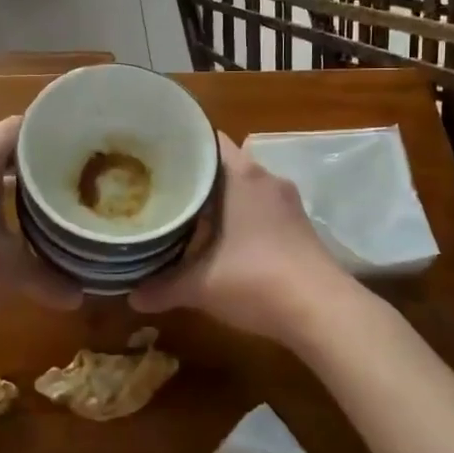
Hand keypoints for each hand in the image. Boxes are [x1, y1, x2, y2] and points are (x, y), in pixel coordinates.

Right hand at [130, 133, 347, 341]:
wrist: (322, 311)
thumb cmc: (256, 280)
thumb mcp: (199, 286)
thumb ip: (162, 287)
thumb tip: (131, 298)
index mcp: (242, 176)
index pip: (208, 141)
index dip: (180, 145)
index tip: (153, 156)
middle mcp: (266, 179)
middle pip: (224, 164)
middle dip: (194, 175)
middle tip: (159, 187)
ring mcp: (287, 203)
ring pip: (244, 188)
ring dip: (219, 199)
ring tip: (184, 212)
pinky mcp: (299, 226)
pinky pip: (260, 208)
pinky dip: (239, 216)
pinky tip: (220, 239)